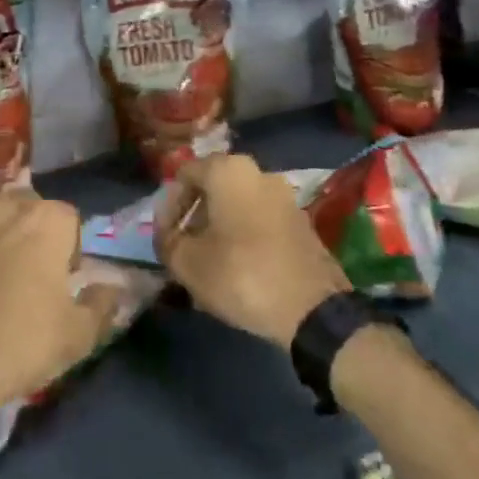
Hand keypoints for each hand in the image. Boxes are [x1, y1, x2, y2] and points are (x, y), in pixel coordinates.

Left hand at [0, 191, 122, 437]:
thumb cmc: (16, 344)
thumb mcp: (75, 338)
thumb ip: (101, 306)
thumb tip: (114, 288)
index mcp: (47, 220)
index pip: (68, 220)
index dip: (67, 250)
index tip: (60, 282)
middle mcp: (4, 203)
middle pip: (25, 206)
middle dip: (28, 231)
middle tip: (23, 275)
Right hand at [154, 153, 350, 347]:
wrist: (313, 309)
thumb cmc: (242, 274)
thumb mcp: (188, 262)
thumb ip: (167, 240)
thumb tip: (165, 232)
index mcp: (227, 169)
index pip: (184, 175)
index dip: (168, 206)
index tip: (165, 237)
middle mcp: (257, 171)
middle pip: (212, 187)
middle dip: (193, 216)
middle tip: (183, 248)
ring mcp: (283, 195)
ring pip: (236, 204)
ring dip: (218, 227)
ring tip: (208, 262)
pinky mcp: (300, 220)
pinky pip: (259, 219)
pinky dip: (243, 235)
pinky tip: (237, 267)